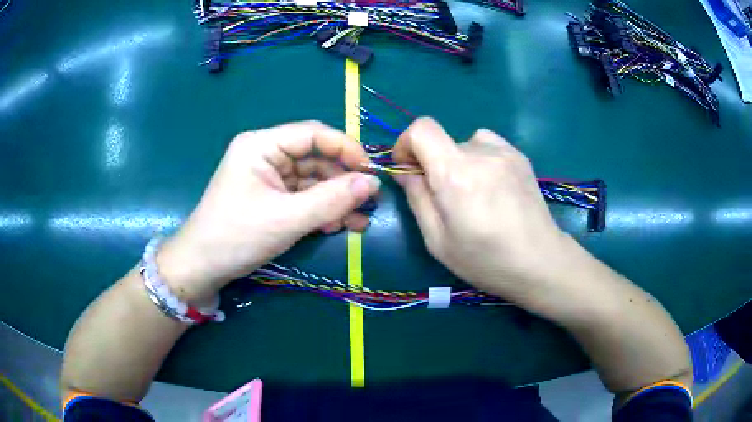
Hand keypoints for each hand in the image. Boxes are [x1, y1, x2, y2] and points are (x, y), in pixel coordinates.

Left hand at [157, 121, 379, 303]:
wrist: (202, 268)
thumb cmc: (236, 237)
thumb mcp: (286, 219)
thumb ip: (332, 199)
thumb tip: (373, 183)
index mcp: (261, 145)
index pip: (313, 134)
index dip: (346, 149)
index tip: (372, 172)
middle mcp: (265, 154)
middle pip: (315, 158)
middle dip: (343, 181)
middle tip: (369, 202)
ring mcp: (268, 177)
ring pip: (312, 180)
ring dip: (336, 199)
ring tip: (359, 221)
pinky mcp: (270, 197)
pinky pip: (303, 197)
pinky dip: (321, 210)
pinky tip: (338, 225)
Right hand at [392, 118, 577, 306]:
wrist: (540, 262)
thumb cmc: (485, 260)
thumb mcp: (437, 240)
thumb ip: (417, 198)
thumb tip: (404, 170)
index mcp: (456, 174)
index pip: (421, 129)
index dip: (406, 143)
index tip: (408, 169)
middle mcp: (481, 153)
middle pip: (443, 141)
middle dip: (434, 164)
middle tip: (446, 198)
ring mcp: (505, 152)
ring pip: (466, 143)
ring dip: (458, 161)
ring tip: (472, 192)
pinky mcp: (520, 157)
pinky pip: (488, 146)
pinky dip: (480, 159)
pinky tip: (492, 187)